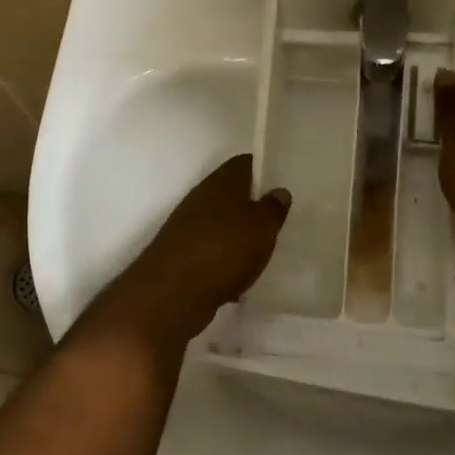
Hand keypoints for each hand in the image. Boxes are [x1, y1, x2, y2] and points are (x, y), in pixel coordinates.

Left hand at [124, 154, 290, 340]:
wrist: (173, 291)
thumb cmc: (225, 249)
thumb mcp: (262, 227)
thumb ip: (273, 208)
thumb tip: (279, 191)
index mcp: (222, 181)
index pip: (245, 163)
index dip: (264, 171)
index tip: (282, 186)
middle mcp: (201, 197)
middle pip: (232, 194)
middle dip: (252, 208)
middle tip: (277, 223)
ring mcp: (187, 225)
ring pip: (221, 224)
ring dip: (238, 237)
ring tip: (261, 254)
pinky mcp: (181, 253)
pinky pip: (210, 251)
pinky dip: (223, 262)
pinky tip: (237, 281)